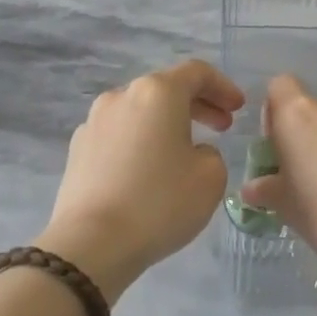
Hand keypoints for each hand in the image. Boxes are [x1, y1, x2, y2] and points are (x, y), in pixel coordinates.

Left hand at [37, 60, 243, 301]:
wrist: (92, 243)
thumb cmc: (160, 203)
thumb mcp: (211, 178)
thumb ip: (211, 153)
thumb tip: (190, 152)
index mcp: (157, 93)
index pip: (196, 73)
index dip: (223, 87)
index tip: (239, 109)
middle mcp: (121, 96)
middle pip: (165, 89)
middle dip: (198, 105)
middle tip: (222, 127)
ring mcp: (94, 122)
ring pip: (140, 112)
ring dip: (167, 124)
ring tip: (185, 151)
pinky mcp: (77, 149)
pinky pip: (119, 136)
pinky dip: (141, 142)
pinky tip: (149, 172)